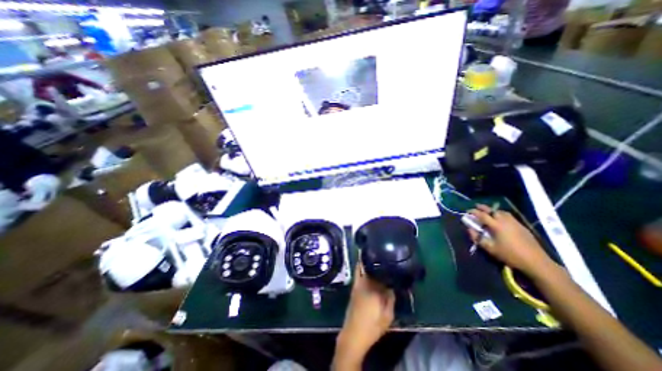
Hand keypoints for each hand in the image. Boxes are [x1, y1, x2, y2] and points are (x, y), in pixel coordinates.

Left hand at [337, 263, 391, 366]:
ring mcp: (358, 283)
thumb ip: (391, 298)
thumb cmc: (372, 326)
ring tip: (377, 257)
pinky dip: (361, 266)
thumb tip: (392, 286)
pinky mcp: (354, 286)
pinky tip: (367, 265)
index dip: (387, 266)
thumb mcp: (387, 316)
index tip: (392, 261)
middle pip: (372, 267)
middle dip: (378, 260)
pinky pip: (358, 271)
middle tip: (385, 255)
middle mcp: (365, 282)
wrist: (354, 334)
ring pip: (364, 267)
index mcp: (375, 288)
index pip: (382, 272)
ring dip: (369, 261)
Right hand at [468, 206, 553, 277]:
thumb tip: (469, 229)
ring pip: (502, 212)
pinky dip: (501, 214)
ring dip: (493, 211)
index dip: (474, 212)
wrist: (536, 261)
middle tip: (476, 207)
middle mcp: (505, 221)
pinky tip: (501, 220)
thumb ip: (477, 238)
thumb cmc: (509, 255)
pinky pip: (509, 216)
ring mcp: (515, 223)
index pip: (482, 215)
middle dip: (483, 208)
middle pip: (493, 210)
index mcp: (496, 225)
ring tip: (488, 213)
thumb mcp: (489, 248)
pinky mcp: (522, 226)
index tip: (467, 211)